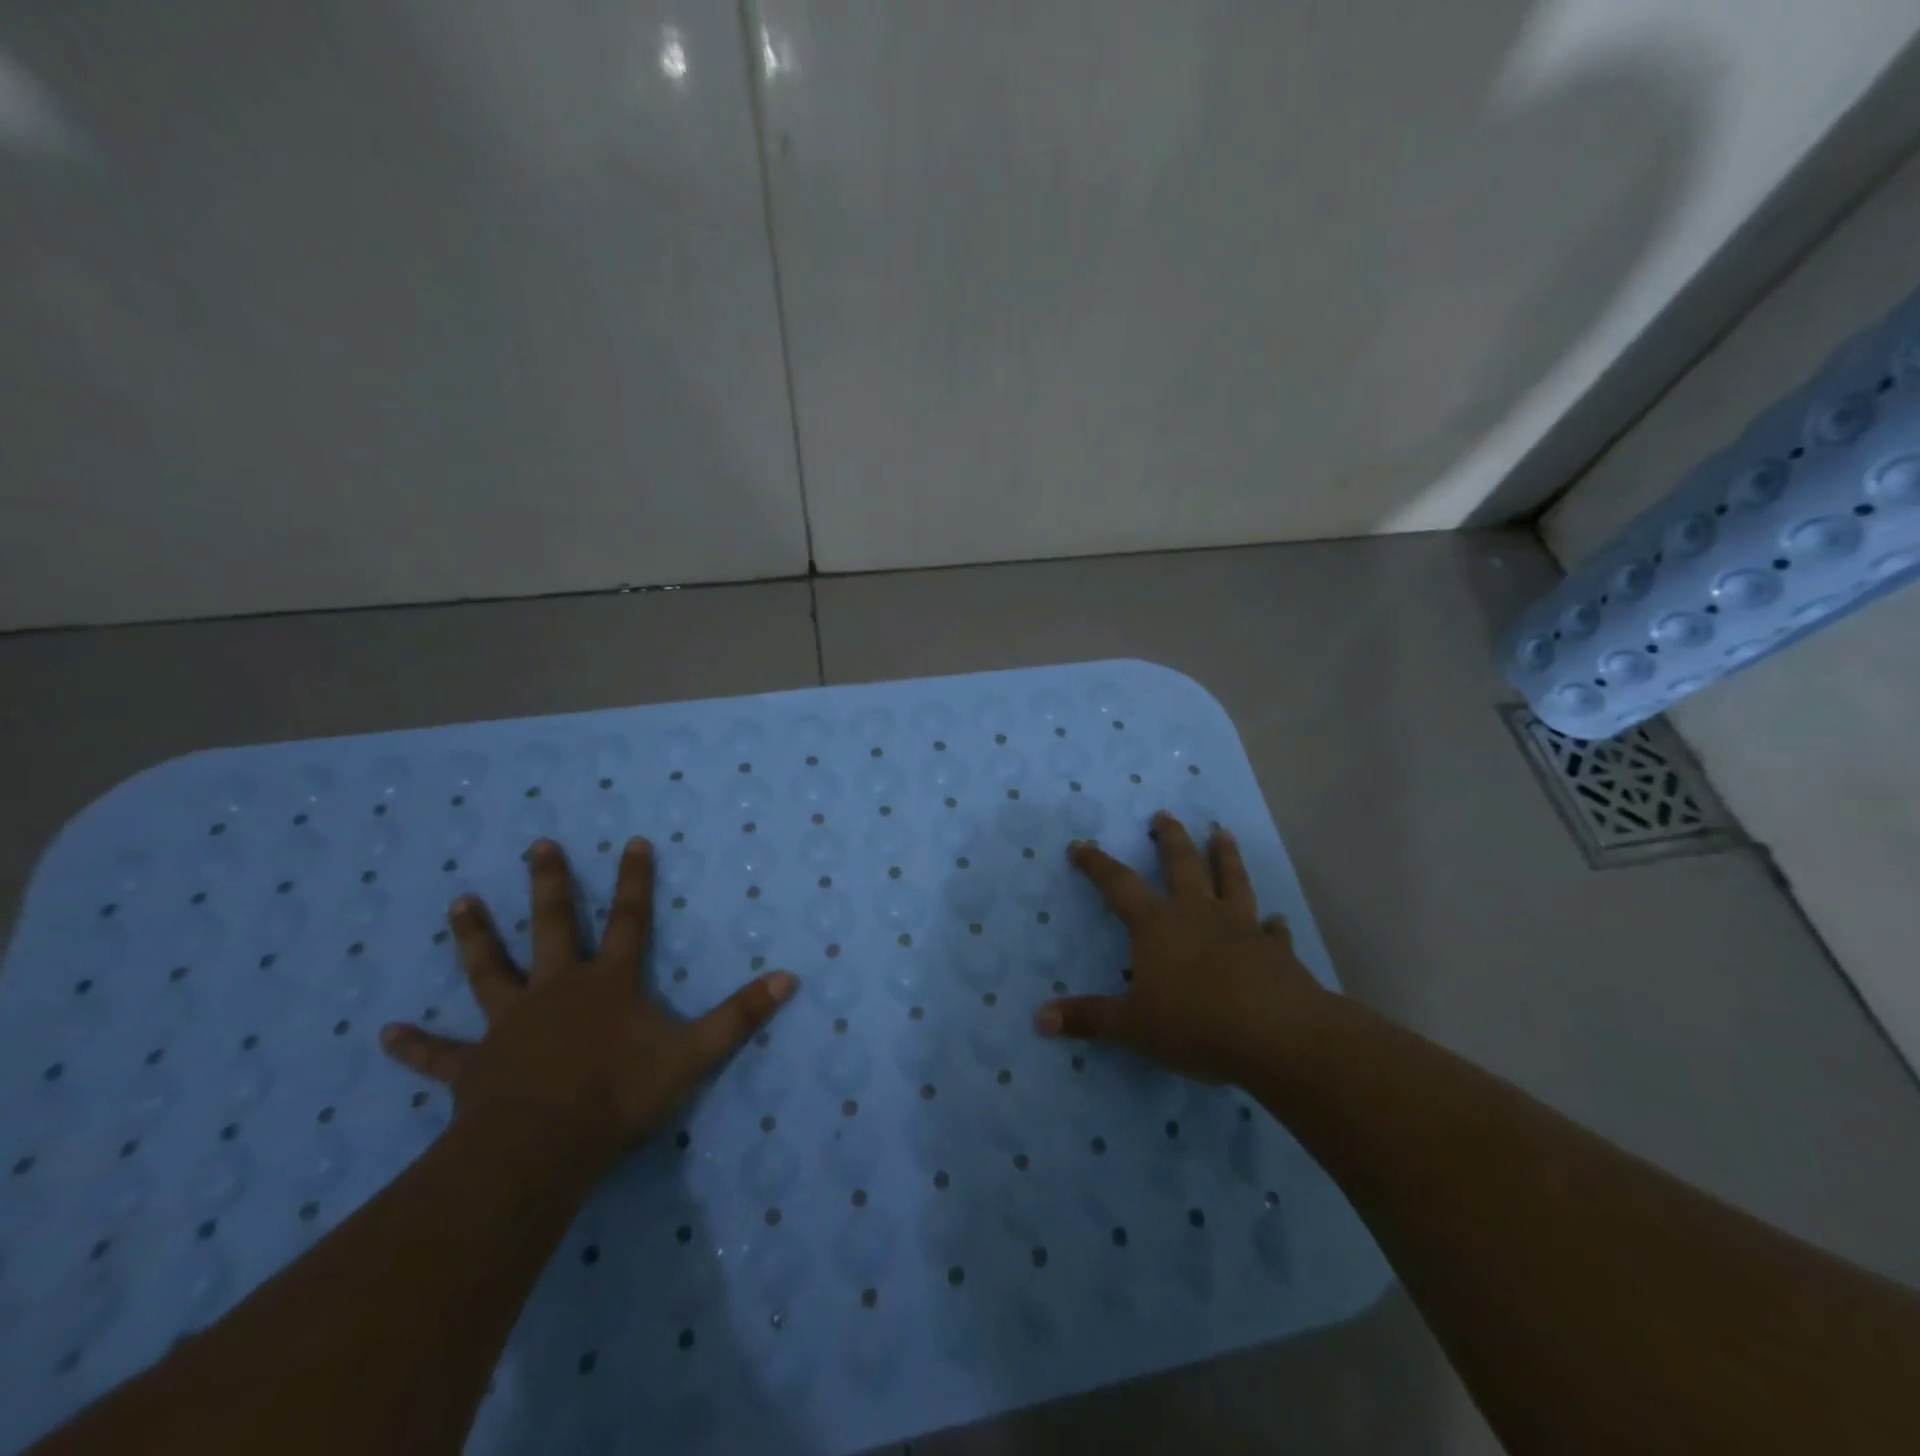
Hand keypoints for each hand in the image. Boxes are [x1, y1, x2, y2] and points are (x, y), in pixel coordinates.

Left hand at [380, 837, 796, 1170]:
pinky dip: (414, 1045)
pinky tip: (384, 1034)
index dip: (634, 880)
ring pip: (489, 971)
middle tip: (536, 846)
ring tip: (458, 902)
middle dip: (548, 884)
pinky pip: (440, 1054)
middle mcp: (557, 989)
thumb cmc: (619, 1096)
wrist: (541, 1149)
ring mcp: (510, 1023)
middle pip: (552, 926)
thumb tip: (790, 979)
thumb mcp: (694, 1054)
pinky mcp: (475, 1065)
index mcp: (607, 983)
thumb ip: (740, 1016)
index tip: (632, 841)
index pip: (629, 920)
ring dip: (475, 937)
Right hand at [1033, 811, 1323, 1084]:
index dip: (1097, 864)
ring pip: (1232, 881)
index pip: (1119, 884)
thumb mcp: (1132, 1026)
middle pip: (1182, 864)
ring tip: (1223, 833)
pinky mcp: (1276, 951)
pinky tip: (1277, 919)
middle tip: (1164, 815)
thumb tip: (1040, 1019)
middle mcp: (1198, 913)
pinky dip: (1273, 924)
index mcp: (1157, 924)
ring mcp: (1242, 927)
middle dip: (1170, 838)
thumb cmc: (1195, 1023)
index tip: (1080, 845)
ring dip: (1226, 857)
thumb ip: (1089, 1018)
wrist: (1277, 1036)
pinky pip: (1273, 931)